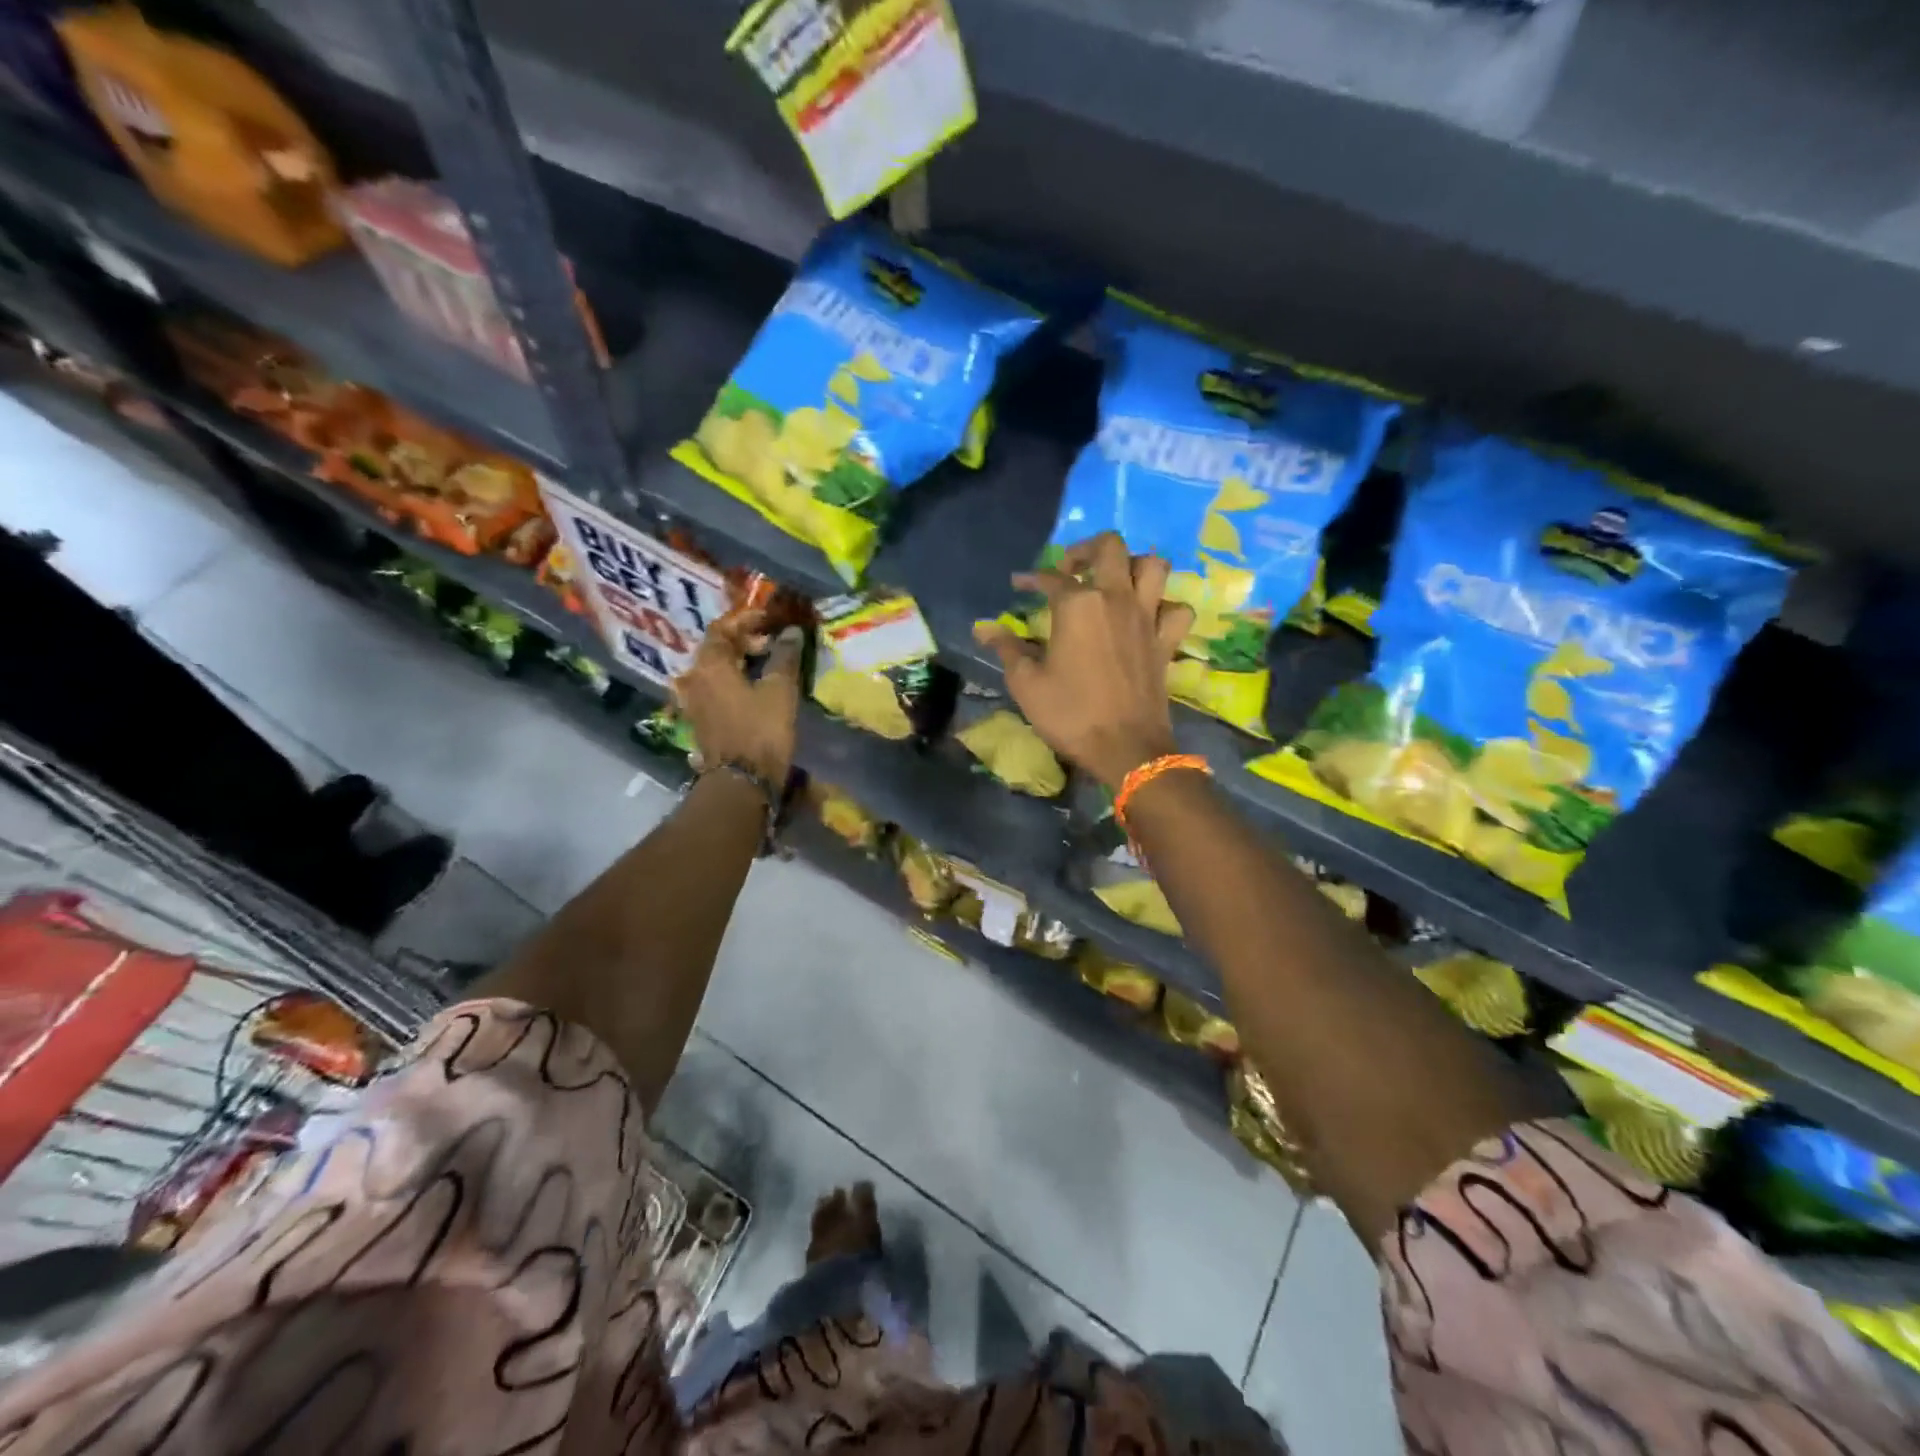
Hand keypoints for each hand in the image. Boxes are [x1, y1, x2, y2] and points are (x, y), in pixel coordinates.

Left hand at [672, 612, 802, 784]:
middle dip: (742, 641)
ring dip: (737, 662)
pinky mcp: (700, 721)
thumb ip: (784, 657)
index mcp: (710, 665)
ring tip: (764, 665)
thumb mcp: (779, 690)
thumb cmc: (761, 731)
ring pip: (714, 670)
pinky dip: (731, 681)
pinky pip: (714, 689)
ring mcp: (693, 702)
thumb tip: (791, 633)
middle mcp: (694, 679)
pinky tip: (752, 688)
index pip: (722, 629)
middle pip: (715, 649)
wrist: (741, 782)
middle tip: (770, 643)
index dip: (746, 620)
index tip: (770, 619)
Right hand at [974, 533, 1192, 788]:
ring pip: (1153, 566)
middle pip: (1110, 547)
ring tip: (1115, 582)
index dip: (1032, 578)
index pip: (1052, 578)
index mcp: (1078, 605)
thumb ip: (1008, 649)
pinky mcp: (1166, 641)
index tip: (1020, 585)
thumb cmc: (1071, 715)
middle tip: (1072, 570)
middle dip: (1087, 549)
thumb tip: (985, 629)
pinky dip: (1165, 606)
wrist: (1126, 749)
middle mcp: (1116, 598)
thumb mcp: (1027, 684)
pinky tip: (1149, 616)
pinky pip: (1176, 609)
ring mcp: (1147, 617)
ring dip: (1133, 565)